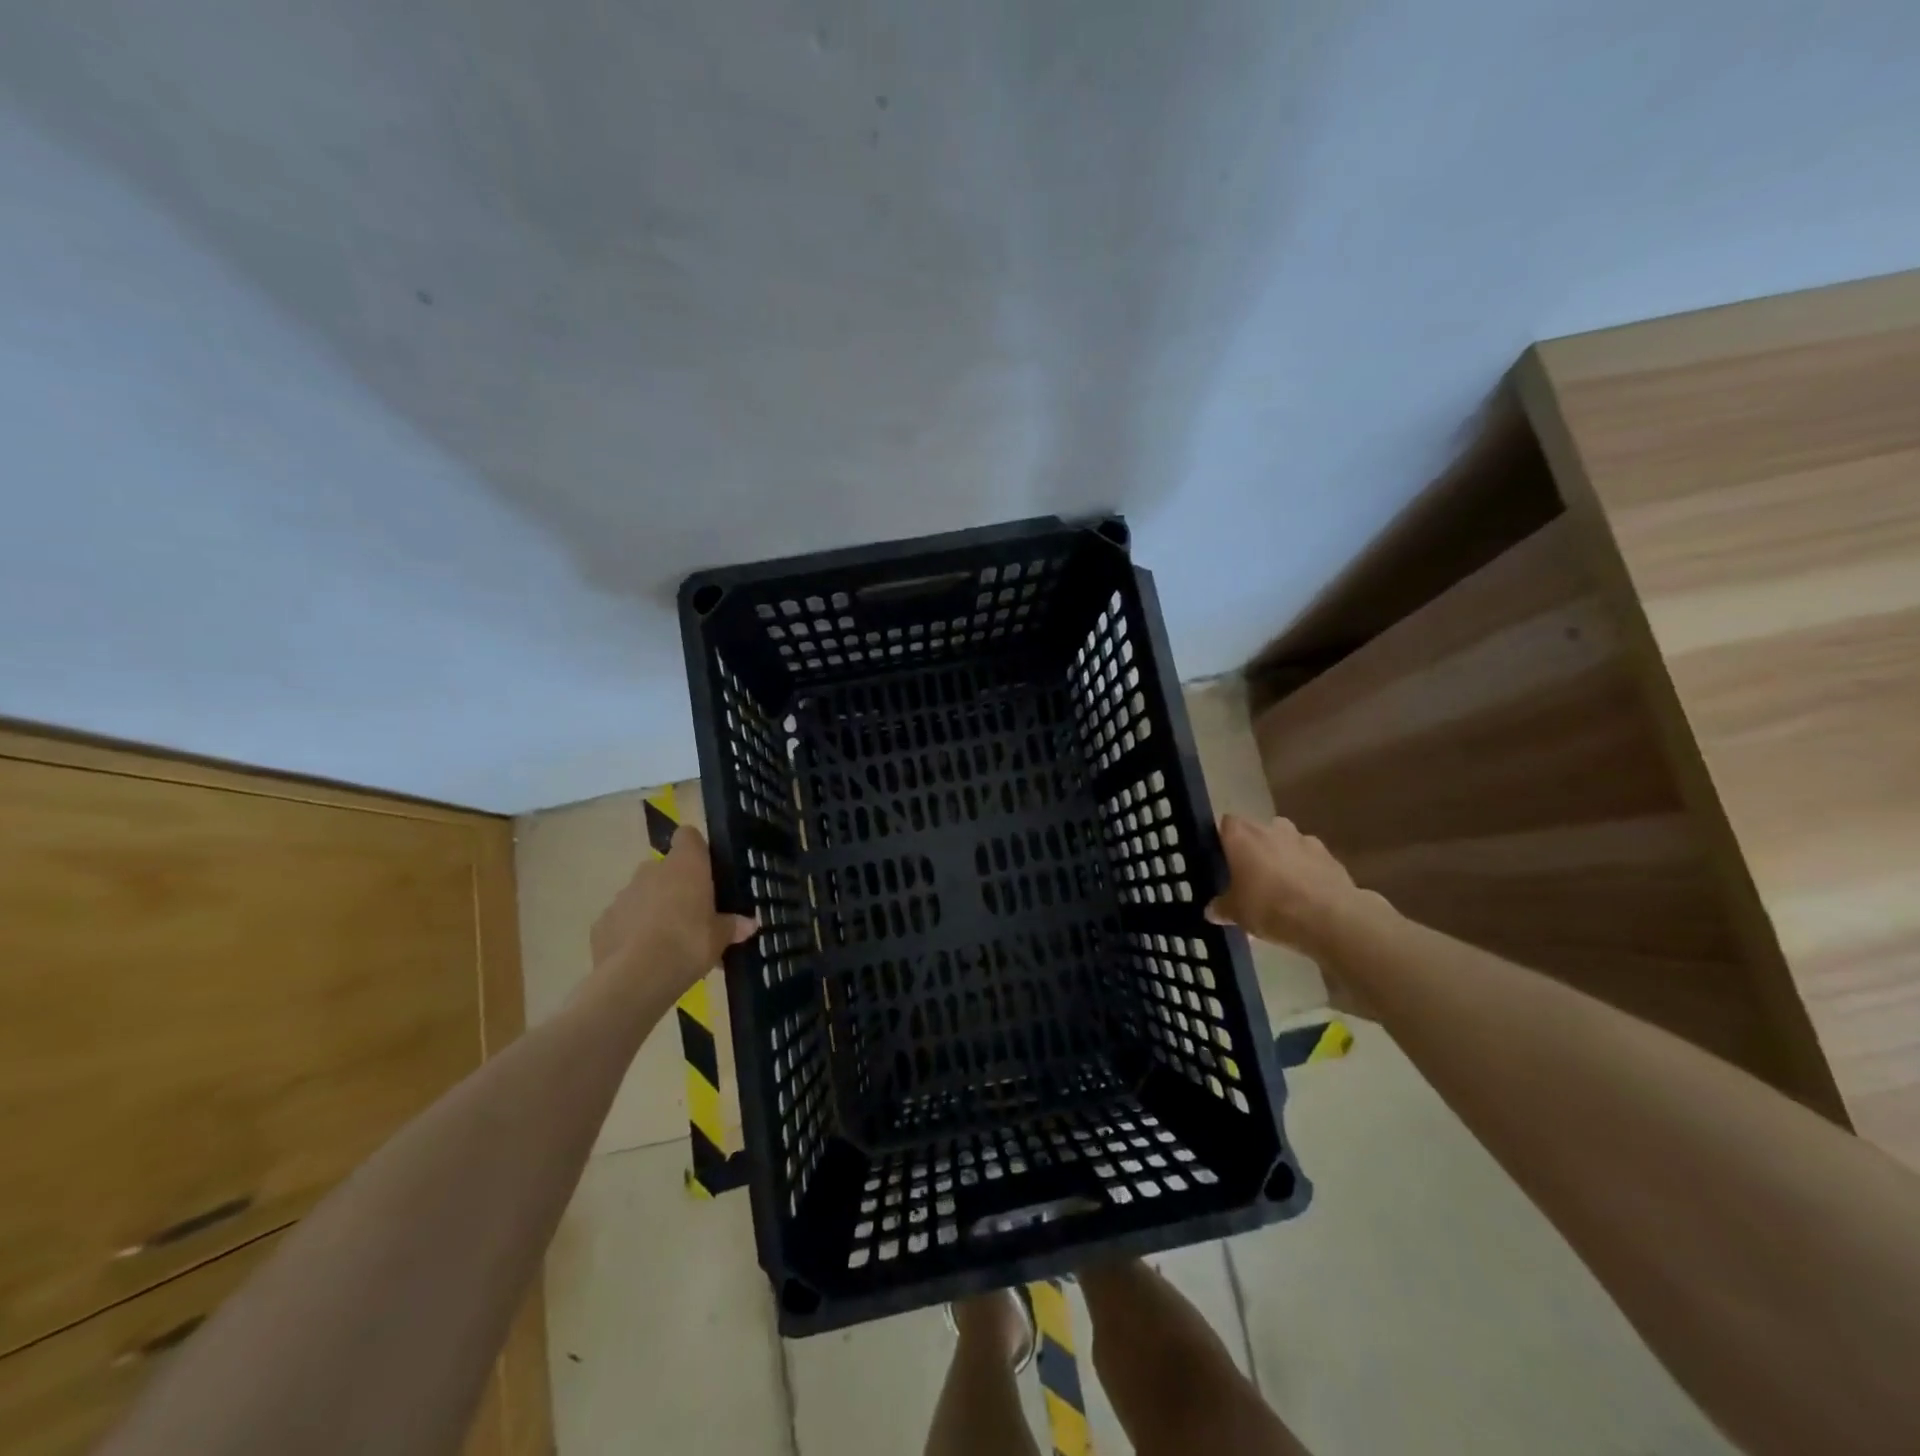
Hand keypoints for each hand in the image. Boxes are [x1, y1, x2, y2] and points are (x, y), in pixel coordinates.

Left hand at [587, 825, 756, 1006]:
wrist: (635, 978)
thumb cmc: (688, 943)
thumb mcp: (720, 938)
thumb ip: (732, 926)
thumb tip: (748, 924)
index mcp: (685, 865)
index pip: (688, 836)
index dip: (696, 849)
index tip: (706, 869)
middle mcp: (651, 871)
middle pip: (665, 868)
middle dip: (676, 887)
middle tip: (693, 915)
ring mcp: (623, 895)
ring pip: (643, 894)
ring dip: (654, 909)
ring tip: (668, 942)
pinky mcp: (602, 922)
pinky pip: (623, 920)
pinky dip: (632, 932)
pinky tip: (643, 957)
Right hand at [1205, 813, 1371, 957]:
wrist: (1330, 918)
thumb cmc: (1270, 907)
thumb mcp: (1237, 913)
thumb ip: (1222, 907)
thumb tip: (1211, 910)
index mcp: (1242, 837)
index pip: (1226, 823)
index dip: (1224, 838)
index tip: (1223, 858)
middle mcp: (1271, 829)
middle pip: (1257, 829)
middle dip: (1254, 847)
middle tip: (1250, 873)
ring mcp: (1303, 839)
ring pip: (1286, 840)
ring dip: (1282, 855)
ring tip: (1280, 883)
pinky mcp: (1329, 855)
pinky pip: (1310, 857)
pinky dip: (1306, 868)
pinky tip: (1306, 892)